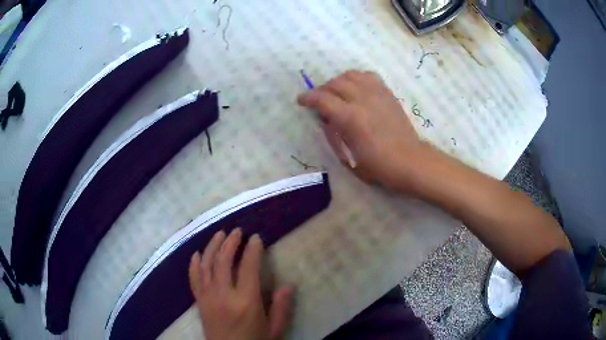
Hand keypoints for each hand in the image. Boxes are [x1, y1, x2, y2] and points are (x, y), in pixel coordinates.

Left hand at [189, 229, 293, 339]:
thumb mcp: (274, 330)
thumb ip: (281, 308)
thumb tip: (289, 285)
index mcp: (246, 302)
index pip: (248, 268)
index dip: (252, 250)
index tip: (256, 238)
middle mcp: (223, 295)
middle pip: (223, 261)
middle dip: (231, 242)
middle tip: (238, 231)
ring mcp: (208, 297)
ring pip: (206, 265)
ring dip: (212, 247)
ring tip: (220, 234)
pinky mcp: (199, 302)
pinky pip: (194, 278)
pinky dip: (194, 264)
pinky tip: (197, 253)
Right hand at [297, 70, 427, 190]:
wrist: (409, 160)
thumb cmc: (377, 165)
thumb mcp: (348, 156)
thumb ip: (333, 133)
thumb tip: (324, 118)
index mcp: (350, 118)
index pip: (322, 99)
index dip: (308, 98)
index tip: (301, 100)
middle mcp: (362, 99)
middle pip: (335, 83)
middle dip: (322, 89)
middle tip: (320, 100)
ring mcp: (377, 93)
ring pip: (351, 75)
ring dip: (339, 81)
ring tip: (338, 92)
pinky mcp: (387, 93)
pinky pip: (368, 76)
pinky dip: (357, 79)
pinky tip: (356, 89)